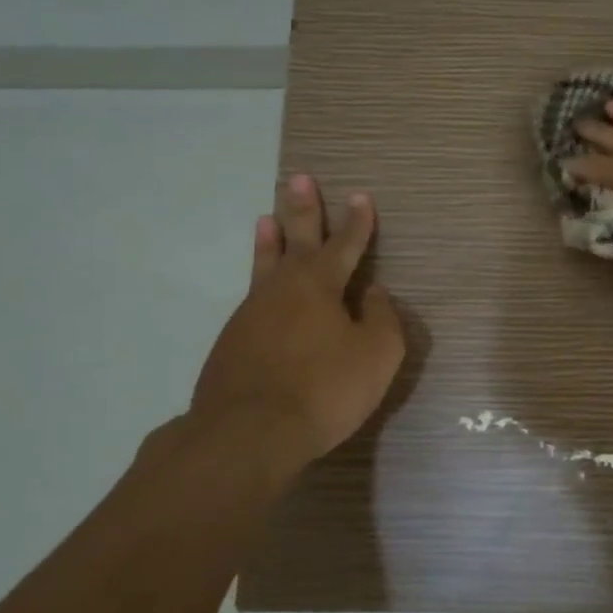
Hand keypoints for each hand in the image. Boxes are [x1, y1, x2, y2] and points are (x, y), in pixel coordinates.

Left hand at [185, 174, 403, 482]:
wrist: (248, 433)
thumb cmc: (325, 389)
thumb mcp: (377, 354)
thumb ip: (381, 317)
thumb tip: (373, 291)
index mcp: (320, 286)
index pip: (345, 245)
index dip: (357, 222)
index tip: (361, 196)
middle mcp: (283, 289)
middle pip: (295, 240)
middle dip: (302, 209)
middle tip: (298, 178)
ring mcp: (251, 314)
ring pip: (264, 266)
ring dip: (270, 241)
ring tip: (266, 218)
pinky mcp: (231, 342)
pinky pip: (252, 299)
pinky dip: (259, 282)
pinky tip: (262, 291)